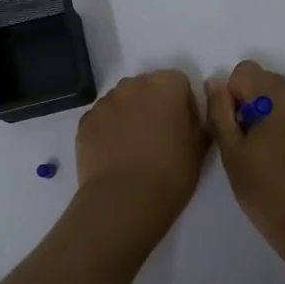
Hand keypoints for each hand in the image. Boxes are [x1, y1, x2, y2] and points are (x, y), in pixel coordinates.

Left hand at [74, 70, 210, 241]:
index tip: (184, 128)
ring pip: (122, 102)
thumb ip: (199, 122)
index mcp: (166, 85)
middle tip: (160, 137)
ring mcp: (105, 102)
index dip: (184, 104)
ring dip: (130, 116)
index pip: (179, 83)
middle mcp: (133, 84)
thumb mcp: (199, 147)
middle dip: (154, 105)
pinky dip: (109, 130)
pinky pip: (102, 119)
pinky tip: (115, 155)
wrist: (124, 200)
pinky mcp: (85, 122)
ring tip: (134, 149)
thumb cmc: (171, 172)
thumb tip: (192, 116)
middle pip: (147, 88)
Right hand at [207, 61, 284, 259]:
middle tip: (249, 145)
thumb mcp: (233, 155)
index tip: (235, 129)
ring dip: (273, 117)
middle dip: (253, 104)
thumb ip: (220, 113)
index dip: (232, 96)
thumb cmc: (269, 193)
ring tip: (270, 156)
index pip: (245, 70)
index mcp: (277, 98)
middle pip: (268, 81)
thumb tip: (215, 83)